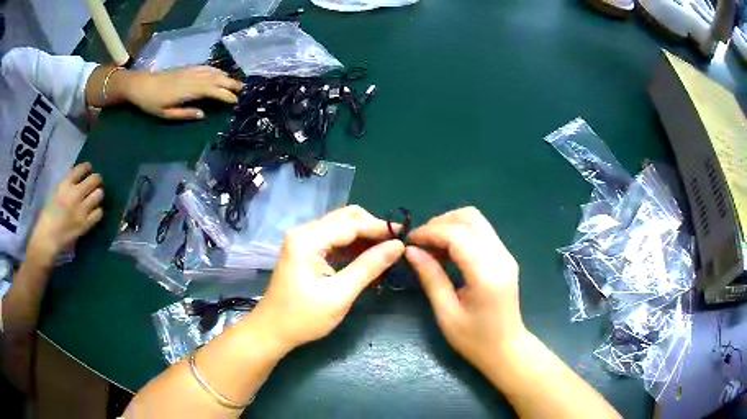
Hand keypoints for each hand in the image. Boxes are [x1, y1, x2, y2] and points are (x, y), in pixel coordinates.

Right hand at [27, 163, 103, 263]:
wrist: (48, 237)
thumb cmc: (49, 213)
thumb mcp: (56, 191)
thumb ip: (66, 181)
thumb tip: (75, 170)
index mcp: (66, 184)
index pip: (82, 168)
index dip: (87, 167)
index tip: (89, 169)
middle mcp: (75, 195)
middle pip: (94, 179)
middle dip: (97, 179)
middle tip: (96, 181)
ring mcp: (81, 210)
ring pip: (98, 195)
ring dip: (98, 194)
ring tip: (95, 196)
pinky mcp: (85, 224)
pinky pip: (99, 213)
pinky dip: (98, 210)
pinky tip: (94, 211)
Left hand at [124, 66, 243, 119]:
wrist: (141, 84)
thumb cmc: (151, 103)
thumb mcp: (166, 114)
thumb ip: (185, 114)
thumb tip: (203, 115)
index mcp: (188, 91)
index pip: (212, 91)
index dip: (225, 96)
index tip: (235, 101)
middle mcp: (192, 78)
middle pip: (216, 79)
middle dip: (230, 84)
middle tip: (243, 90)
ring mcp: (190, 71)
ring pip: (213, 72)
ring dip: (226, 76)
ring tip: (236, 82)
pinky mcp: (187, 68)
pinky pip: (206, 67)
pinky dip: (216, 70)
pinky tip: (220, 73)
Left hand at [252, 206, 404, 351]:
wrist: (272, 331)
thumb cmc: (304, 317)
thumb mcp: (340, 294)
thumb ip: (369, 267)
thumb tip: (398, 246)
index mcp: (308, 239)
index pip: (351, 224)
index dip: (379, 228)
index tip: (405, 235)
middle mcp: (304, 232)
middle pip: (345, 218)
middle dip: (372, 228)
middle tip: (395, 245)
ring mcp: (303, 240)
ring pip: (340, 227)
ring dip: (363, 236)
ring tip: (385, 251)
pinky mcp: (305, 251)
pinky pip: (333, 239)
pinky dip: (352, 245)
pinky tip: (367, 257)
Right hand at [405, 207, 527, 370]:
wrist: (507, 349)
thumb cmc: (475, 340)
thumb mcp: (446, 313)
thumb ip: (431, 278)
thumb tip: (411, 251)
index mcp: (486, 274)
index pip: (457, 235)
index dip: (430, 232)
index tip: (410, 242)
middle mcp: (500, 257)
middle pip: (470, 217)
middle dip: (440, 223)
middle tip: (421, 243)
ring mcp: (506, 255)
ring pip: (477, 221)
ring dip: (450, 225)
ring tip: (432, 247)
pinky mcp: (505, 257)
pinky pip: (481, 232)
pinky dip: (461, 234)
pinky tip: (447, 252)